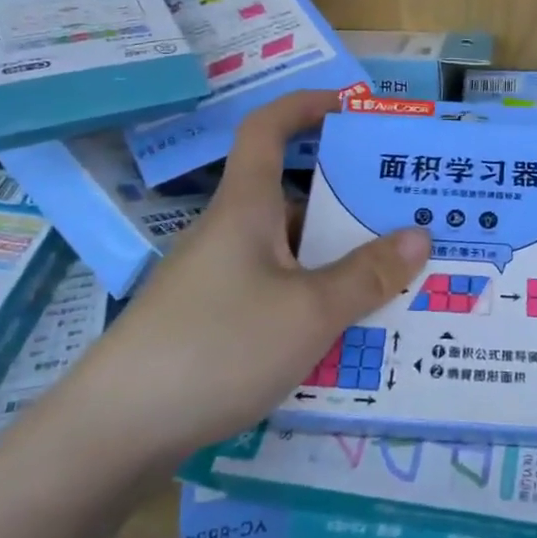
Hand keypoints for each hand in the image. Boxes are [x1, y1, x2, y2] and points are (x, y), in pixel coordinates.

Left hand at [66, 90, 429, 467]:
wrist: (115, 431)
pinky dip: (314, 300)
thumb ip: (367, 275)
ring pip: (292, 253)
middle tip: (408, 217)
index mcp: (246, 207)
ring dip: (338, 261)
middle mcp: (232, 233)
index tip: (351, 107)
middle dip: (351, 203)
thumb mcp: (308, 311)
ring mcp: (220, 279)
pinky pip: (278, 292)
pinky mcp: (214, 321)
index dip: (306, 106)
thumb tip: (421, 235)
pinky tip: (347, 335)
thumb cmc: (217, 346)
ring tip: (396, 281)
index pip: (268, 128)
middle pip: (295, 198)